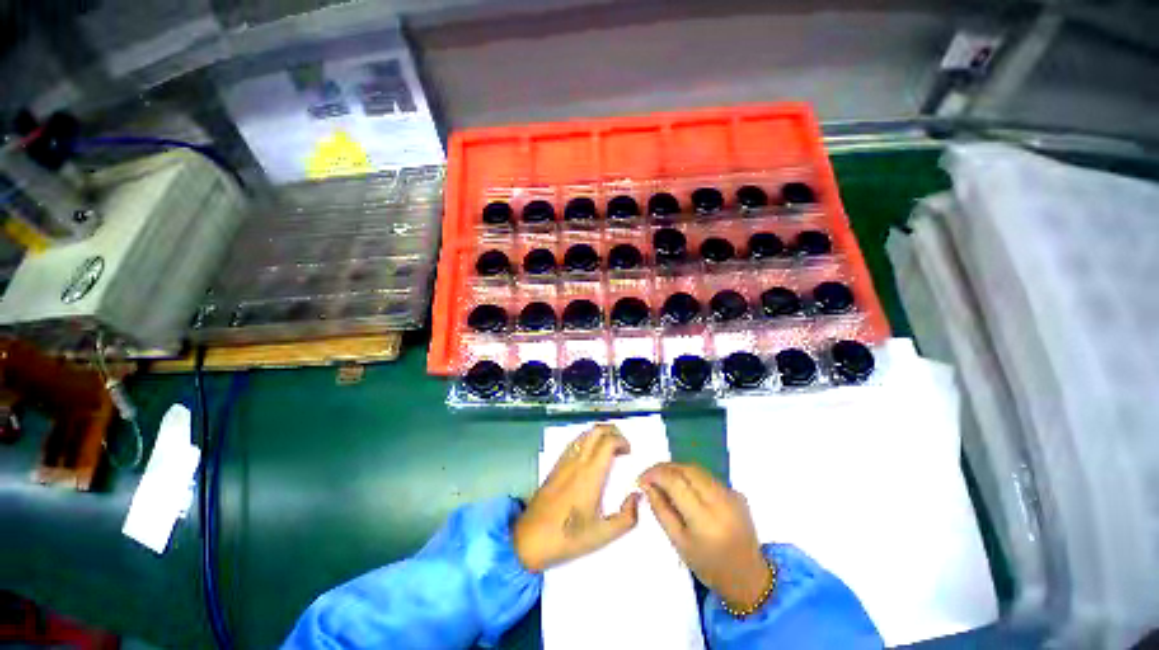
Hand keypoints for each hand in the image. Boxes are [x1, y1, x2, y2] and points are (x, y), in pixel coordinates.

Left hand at [514, 424, 640, 571]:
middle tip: (622, 446)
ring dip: (599, 434)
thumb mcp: (602, 535)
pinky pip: (574, 443)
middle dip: (612, 431)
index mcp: (590, 474)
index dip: (622, 440)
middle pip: (596, 431)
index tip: (629, 452)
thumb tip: (636, 496)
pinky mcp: (556, 465)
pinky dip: (587, 440)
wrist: (529, 539)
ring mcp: (564, 461)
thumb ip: (626, 518)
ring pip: (584, 434)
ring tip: (609, 449)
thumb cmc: (567, 538)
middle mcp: (577, 461)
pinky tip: (591, 456)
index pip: (608, 441)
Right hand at [639, 462, 771, 610]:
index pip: (676, 482)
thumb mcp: (679, 542)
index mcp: (705, 519)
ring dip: (678, 470)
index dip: (655, 474)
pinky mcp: (737, 493)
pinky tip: (685, 489)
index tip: (641, 478)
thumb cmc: (708, 566)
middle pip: (688, 469)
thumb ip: (661, 510)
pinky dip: (692, 477)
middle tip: (650, 476)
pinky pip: (708, 477)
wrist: (748, 578)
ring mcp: (732, 495)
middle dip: (665, 468)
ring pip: (698, 470)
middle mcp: (721, 501)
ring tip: (664, 480)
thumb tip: (647, 485)